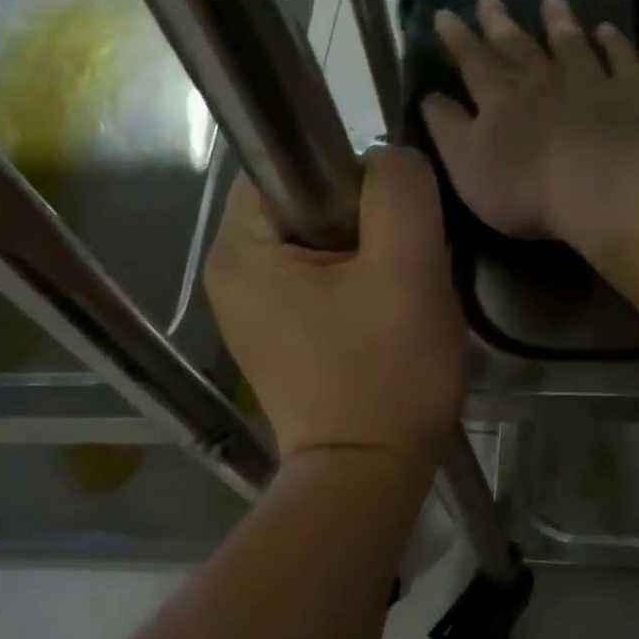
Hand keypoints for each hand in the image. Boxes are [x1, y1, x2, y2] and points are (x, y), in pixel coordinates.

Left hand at [205, 146, 466, 465]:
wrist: (369, 475)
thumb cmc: (386, 375)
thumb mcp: (407, 269)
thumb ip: (399, 190)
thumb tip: (387, 163)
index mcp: (240, 249)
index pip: (290, 164)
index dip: (352, 182)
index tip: (391, 229)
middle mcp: (231, 275)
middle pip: (307, 207)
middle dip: (365, 227)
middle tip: (403, 271)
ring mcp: (252, 313)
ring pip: (321, 248)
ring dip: (368, 261)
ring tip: (397, 301)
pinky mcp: (279, 341)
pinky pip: (320, 287)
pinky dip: (357, 292)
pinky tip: (382, 325)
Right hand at [421, 0, 638, 245]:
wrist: (607, 187)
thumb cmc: (527, 189)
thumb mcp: (467, 167)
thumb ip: (447, 130)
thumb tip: (428, 96)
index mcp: (499, 98)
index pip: (471, 61)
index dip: (456, 39)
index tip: (443, 13)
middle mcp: (542, 79)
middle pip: (517, 45)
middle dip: (498, 22)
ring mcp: (590, 80)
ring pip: (569, 43)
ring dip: (558, 20)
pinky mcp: (632, 92)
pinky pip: (620, 58)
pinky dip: (613, 42)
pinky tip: (607, 30)